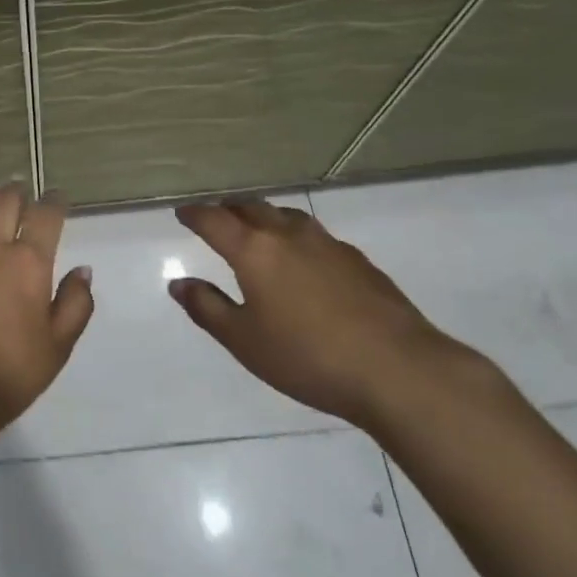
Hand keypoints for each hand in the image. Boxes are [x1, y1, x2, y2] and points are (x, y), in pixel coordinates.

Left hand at [0, 186, 94, 438]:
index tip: (58, 197)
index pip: (46, 217)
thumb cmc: (7, 374)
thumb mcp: (57, 348)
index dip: (54, 202)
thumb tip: (83, 270)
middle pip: (4, 203)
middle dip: (16, 192)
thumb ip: (75, 305)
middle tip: (20, 190)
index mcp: (28, 263)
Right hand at [169, 199, 461, 427]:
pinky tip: (303, 259)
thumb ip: (207, 308)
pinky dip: (295, 235)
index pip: (214, 220)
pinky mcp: (357, 259)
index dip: (194, 214)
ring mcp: (327, 243)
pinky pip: (314, 234)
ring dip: (264, 216)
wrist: (397, 368)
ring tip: (257, 230)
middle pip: (251, 207)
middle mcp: (288, 234)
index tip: (182, 213)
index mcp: (254, 250)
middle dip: (228, 209)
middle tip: (216, 218)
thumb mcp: (244, 341)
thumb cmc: (307, 357)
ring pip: (285, 215)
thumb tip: (179, 283)